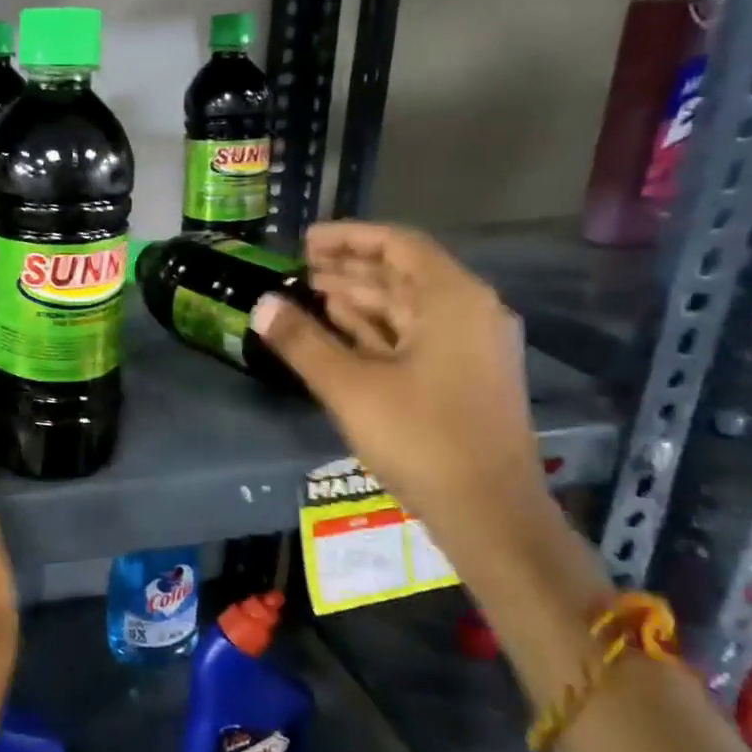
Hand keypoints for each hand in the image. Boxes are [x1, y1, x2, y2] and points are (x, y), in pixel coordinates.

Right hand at [252, 221, 552, 545]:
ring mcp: (469, 348)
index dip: (349, 237)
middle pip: (403, 274)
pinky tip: (340, 329)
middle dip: (350, 268)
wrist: (489, 513)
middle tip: (299, 268)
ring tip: (310, 293)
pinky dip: (376, 329)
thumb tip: (261, 305)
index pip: (398, 245)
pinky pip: (414, 336)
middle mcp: (468, 313)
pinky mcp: (463, 378)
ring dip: (359, 299)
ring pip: (407, 308)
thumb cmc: (421, 438)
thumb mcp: (349, 387)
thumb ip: (302, 341)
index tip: (305, 241)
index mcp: (452, 300)